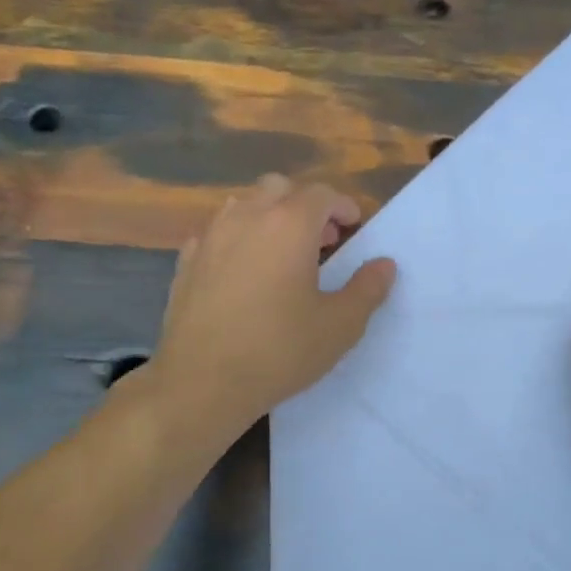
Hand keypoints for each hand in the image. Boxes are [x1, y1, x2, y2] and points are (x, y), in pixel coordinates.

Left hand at [148, 174, 396, 432]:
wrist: (202, 382)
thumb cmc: (279, 350)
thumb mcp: (339, 326)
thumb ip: (367, 289)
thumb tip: (384, 264)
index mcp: (289, 225)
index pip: (321, 194)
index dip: (342, 205)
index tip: (353, 227)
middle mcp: (247, 218)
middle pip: (279, 188)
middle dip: (304, 204)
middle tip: (322, 239)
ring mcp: (210, 237)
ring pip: (243, 205)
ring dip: (268, 216)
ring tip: (282, 252)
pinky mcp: (186, 261)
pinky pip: (216, 233)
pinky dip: (237, 239)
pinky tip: (243, 271)